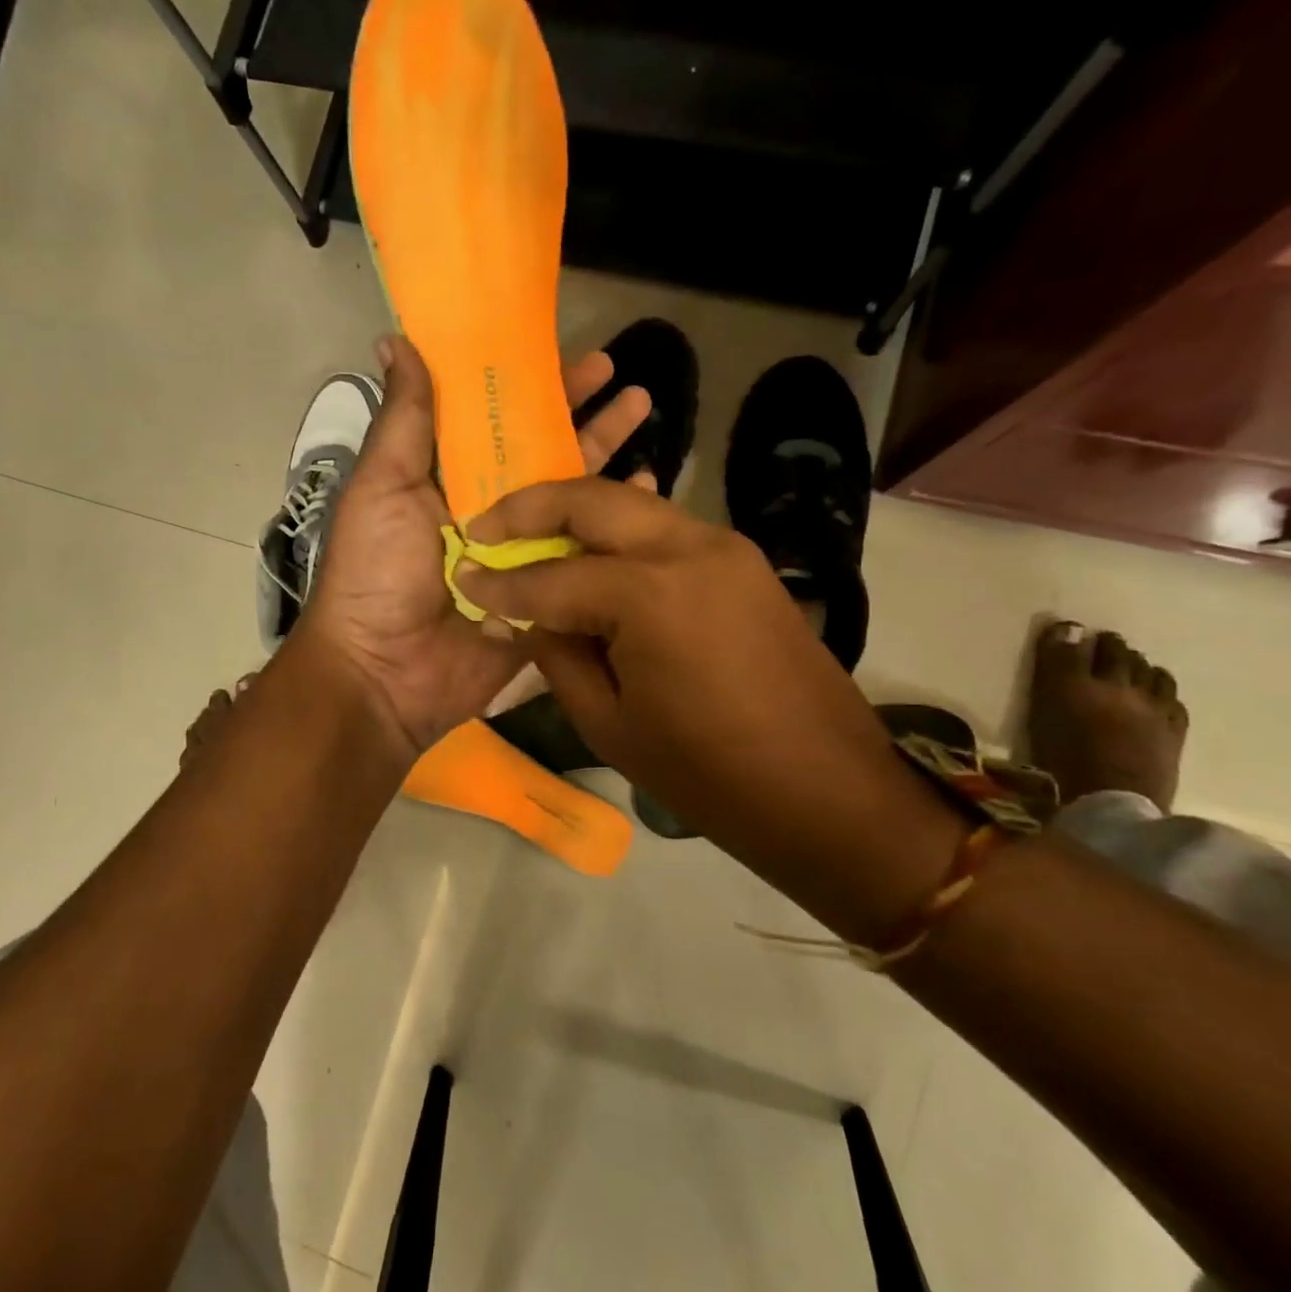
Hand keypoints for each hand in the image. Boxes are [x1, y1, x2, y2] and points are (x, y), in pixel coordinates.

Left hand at [297, 335, 652, 754]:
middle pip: (544, 454)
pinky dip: (617, 526)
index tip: (573, 356)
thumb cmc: (377, 573)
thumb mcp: (382, 488)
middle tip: (628, 379)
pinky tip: (650, 492)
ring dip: (608, 458)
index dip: (534, 387)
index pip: (498, 420)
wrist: (386, 674)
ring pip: (573, 500)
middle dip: (584, 415)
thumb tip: (395, 339)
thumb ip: (403, 420)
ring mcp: (523, 555)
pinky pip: (587, 556)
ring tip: (647, 413)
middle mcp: (490, 511)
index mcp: (448, 480)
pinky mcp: (547, 596)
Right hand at [456, 477, 961, 941]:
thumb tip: (520, 613)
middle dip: (530, 507)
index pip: (551, 577)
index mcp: (650, 595)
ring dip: (577, 516)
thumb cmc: (708, 775)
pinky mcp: (744, 561)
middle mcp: (689, 548)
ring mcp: (725, 546)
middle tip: (486, 527)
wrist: (827, 791)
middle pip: (592, 499)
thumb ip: (557, 653)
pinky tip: (593, 557)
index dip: (500, 582)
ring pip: (632, 506)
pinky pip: (665, 531)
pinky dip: (620, 535)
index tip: (463, 577)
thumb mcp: (609, 723)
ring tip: (532, 538)